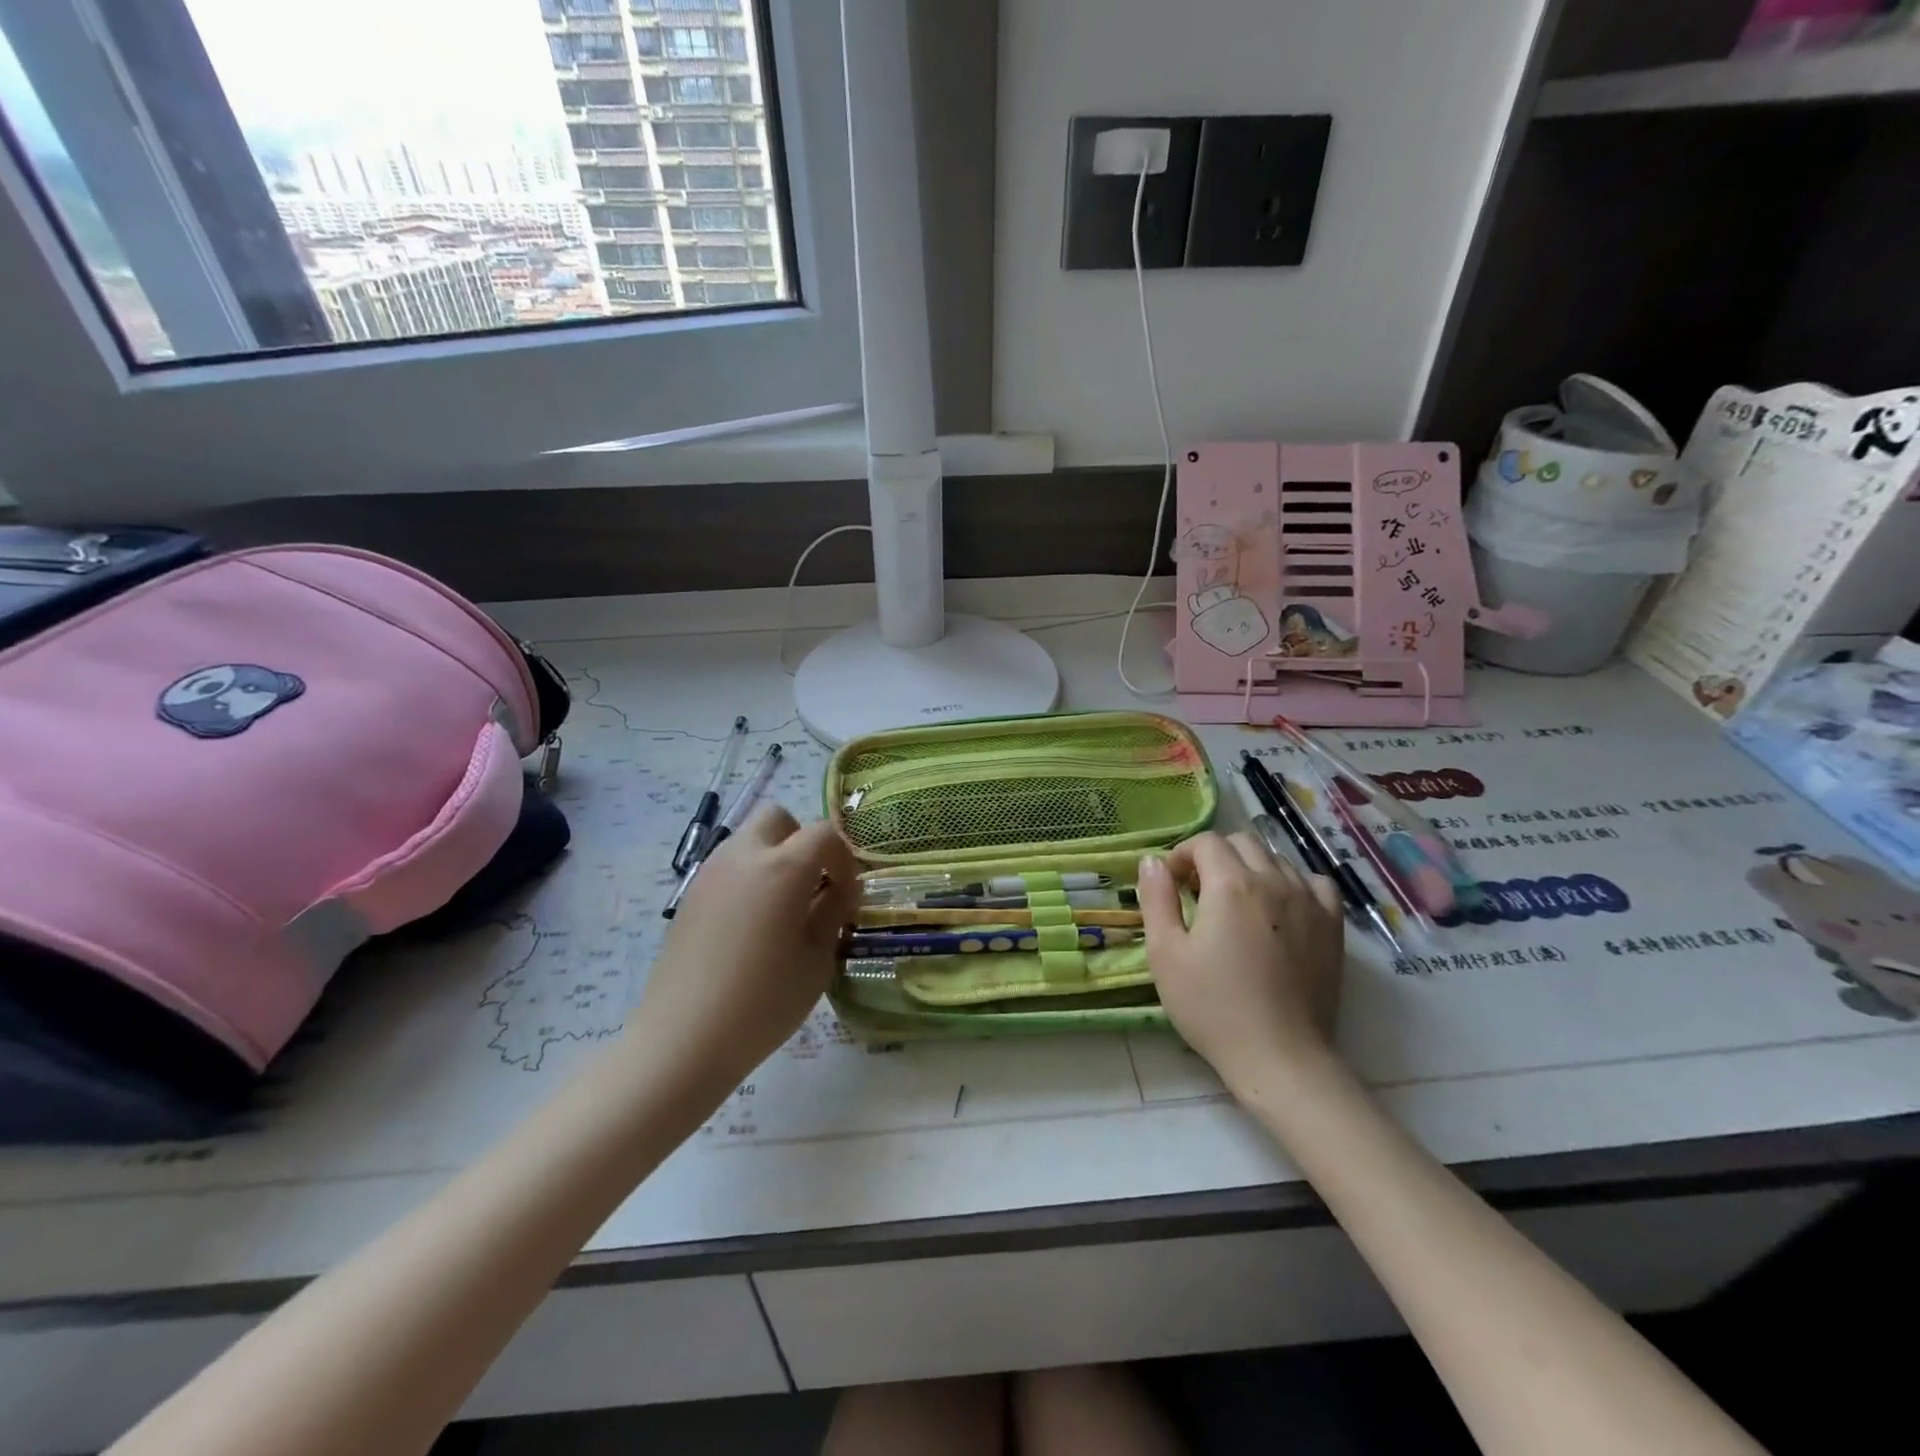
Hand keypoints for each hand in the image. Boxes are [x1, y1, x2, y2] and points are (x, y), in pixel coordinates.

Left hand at [634, 805, 859, 1091]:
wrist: (684, 1039)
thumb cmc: (764, 1002)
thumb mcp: (817, 960)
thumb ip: (833, 912)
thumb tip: (840, 890)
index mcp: (782, 868)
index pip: (823, 834)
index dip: (844, 859)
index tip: (847, 894)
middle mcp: (743, 856)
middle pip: (778, 818)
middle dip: (802, 841)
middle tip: (813, 884)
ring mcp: (710, 872)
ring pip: (749, 838)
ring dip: (773, 856)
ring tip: (783, 907)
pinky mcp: (690, 895)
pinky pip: (728, 865)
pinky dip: (748, 876)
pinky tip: (751, 924)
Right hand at [1136, 831, 1345, 1096]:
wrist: (1279, 1057)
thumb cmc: (1212, 1007)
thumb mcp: (1165, 954)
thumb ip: (1156, 899)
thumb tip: (1152, 861)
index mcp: (1231, 884)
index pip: (1205, 842)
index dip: (1182, 855)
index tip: (1172, 884)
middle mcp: (1274, 880)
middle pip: (1242, 842)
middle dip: (1215, 857)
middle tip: (1199, 893)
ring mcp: (1309, 902)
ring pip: (1277, 859)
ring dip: (1251, 868)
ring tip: (1237, 903)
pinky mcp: (1332, 926)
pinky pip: (1315, 883)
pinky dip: (1294, 883)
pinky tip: (1281, 907)